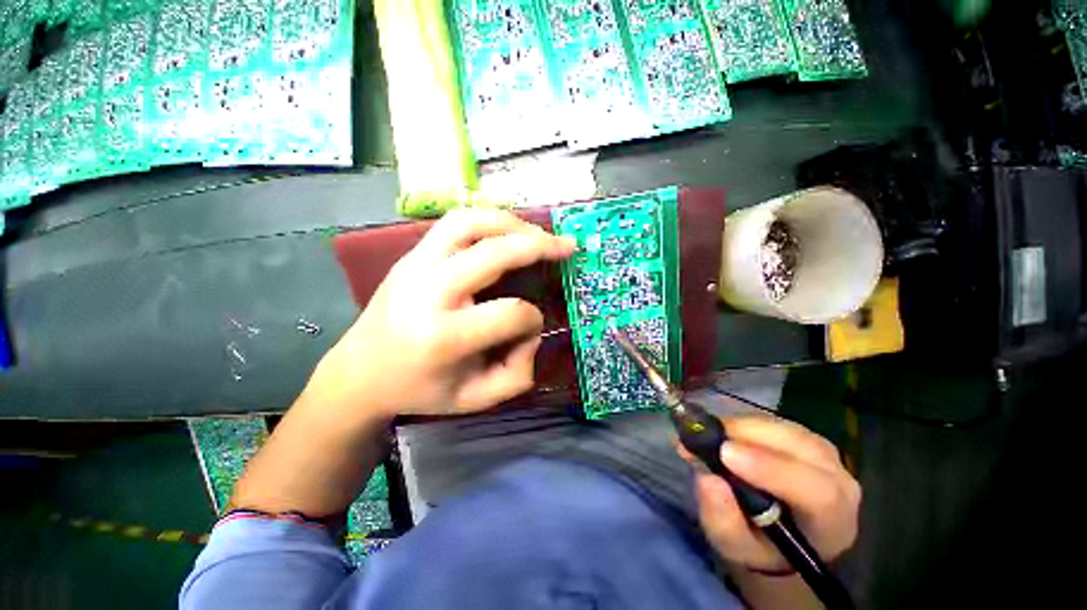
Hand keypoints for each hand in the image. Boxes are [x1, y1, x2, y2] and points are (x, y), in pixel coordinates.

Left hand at [303, 208, 575, 419]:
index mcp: (444, 337)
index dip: (533, 319)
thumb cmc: (421, 389)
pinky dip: (488, 220)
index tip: (532, 326)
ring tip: (537, 234)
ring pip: (471, 222)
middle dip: (539, 246)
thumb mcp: (476, 400)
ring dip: (513, 223)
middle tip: (566, 247)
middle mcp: (429, 292)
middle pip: (495, 252)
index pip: (511, 313)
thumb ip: (517, 373)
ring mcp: (415, 265)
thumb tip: (533, 330)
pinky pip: (455, 222)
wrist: (360, 371)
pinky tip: (506, 231)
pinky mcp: (411, 254)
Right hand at [686, 415, 860, 571]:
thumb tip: (708, 478)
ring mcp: (824, 452)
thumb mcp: (734, 545)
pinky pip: (772, 420)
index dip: (770, 469)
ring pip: (783, 428)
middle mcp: (838, 480)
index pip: (816, 491)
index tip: (724, 455)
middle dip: (746, 437)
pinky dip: (741, 423)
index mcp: (832, 520)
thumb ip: (723, 519)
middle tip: (704, 438)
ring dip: (740, 428)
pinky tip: (721, 435)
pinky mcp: (803, 435)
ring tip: (707, 437)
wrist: (776, 532)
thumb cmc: (758, 544)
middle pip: (799, 447)